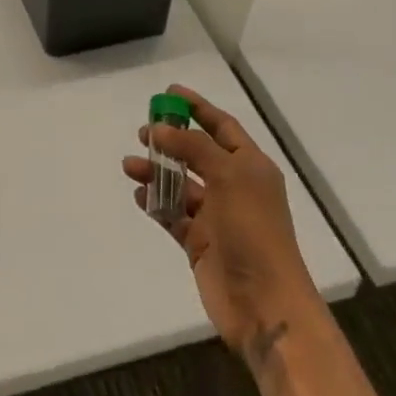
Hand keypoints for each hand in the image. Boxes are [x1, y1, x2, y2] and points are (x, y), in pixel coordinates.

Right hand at [122, 85, 321, 363]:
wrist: (265, 303)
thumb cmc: (253, 230)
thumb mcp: (228, 176)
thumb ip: (193, 148)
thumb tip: (160, 129)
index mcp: (250, 166)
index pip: (222, 126)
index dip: (198, 107)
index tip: (170, 92)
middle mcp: (235, 187)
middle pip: (198, 153)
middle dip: (171, 140)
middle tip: (143, 131)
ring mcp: (217, 217)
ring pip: (181, 184)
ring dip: (157, 172)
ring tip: (130, 166)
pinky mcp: (200, 243)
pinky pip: (173, 215)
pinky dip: (156, 204)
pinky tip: (140, 196)